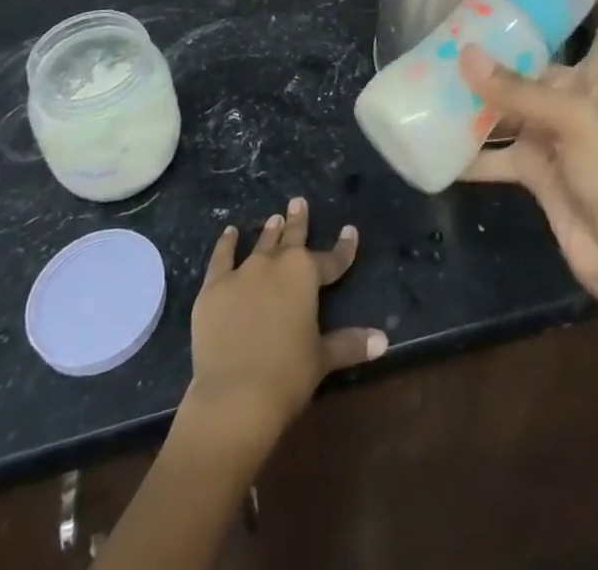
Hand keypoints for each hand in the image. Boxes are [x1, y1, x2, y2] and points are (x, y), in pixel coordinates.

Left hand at [184, 197, 385, 448]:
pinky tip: (230, 233)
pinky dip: (226, 244)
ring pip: (261, 244)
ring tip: (274, 217)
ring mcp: (243, 273)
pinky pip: (222, 258)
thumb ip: (351, 344)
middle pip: (292, 239)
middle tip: (298, 202)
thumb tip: (383, 341)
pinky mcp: (214, 288)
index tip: (350, 231)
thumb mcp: (323, 358)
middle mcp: (276, 264)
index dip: (344, 247)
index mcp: (306, 274)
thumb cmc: (287, 375)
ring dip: (270, 231)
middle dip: (298, 221)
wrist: (235, 396)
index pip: (332, 259)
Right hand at [461, 0, 597, 317]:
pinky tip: (437, 145)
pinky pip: (498, 153)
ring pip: (513, 104)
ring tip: (438, 73)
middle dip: (510, 42)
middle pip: (545, 59)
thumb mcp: (574, 122)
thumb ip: (519, 91)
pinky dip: (471, 153)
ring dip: (481, 95)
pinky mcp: (540, 172)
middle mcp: (581, 99)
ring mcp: (558, 136)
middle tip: (464, 20)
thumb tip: (464, 56)